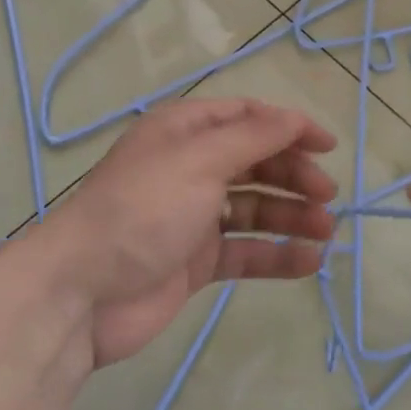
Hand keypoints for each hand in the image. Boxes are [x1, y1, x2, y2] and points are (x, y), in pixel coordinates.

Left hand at [46, 99, 337, 366]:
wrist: (82, 292)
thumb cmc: (142, 209)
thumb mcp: (200, 159)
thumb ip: (254, 137)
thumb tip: (294, 118)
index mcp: (184, 132)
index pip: (247, 117)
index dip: (289, 127)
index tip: (328, 146)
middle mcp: (190, 168)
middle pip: (255, 162)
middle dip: (294, 174)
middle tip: (327, 195)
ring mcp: (193, 217)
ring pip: (255, 208)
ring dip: (292, 216)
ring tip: (325, 231)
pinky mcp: (196, 262)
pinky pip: (245, 251)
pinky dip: (276, 254)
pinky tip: (309, 261)